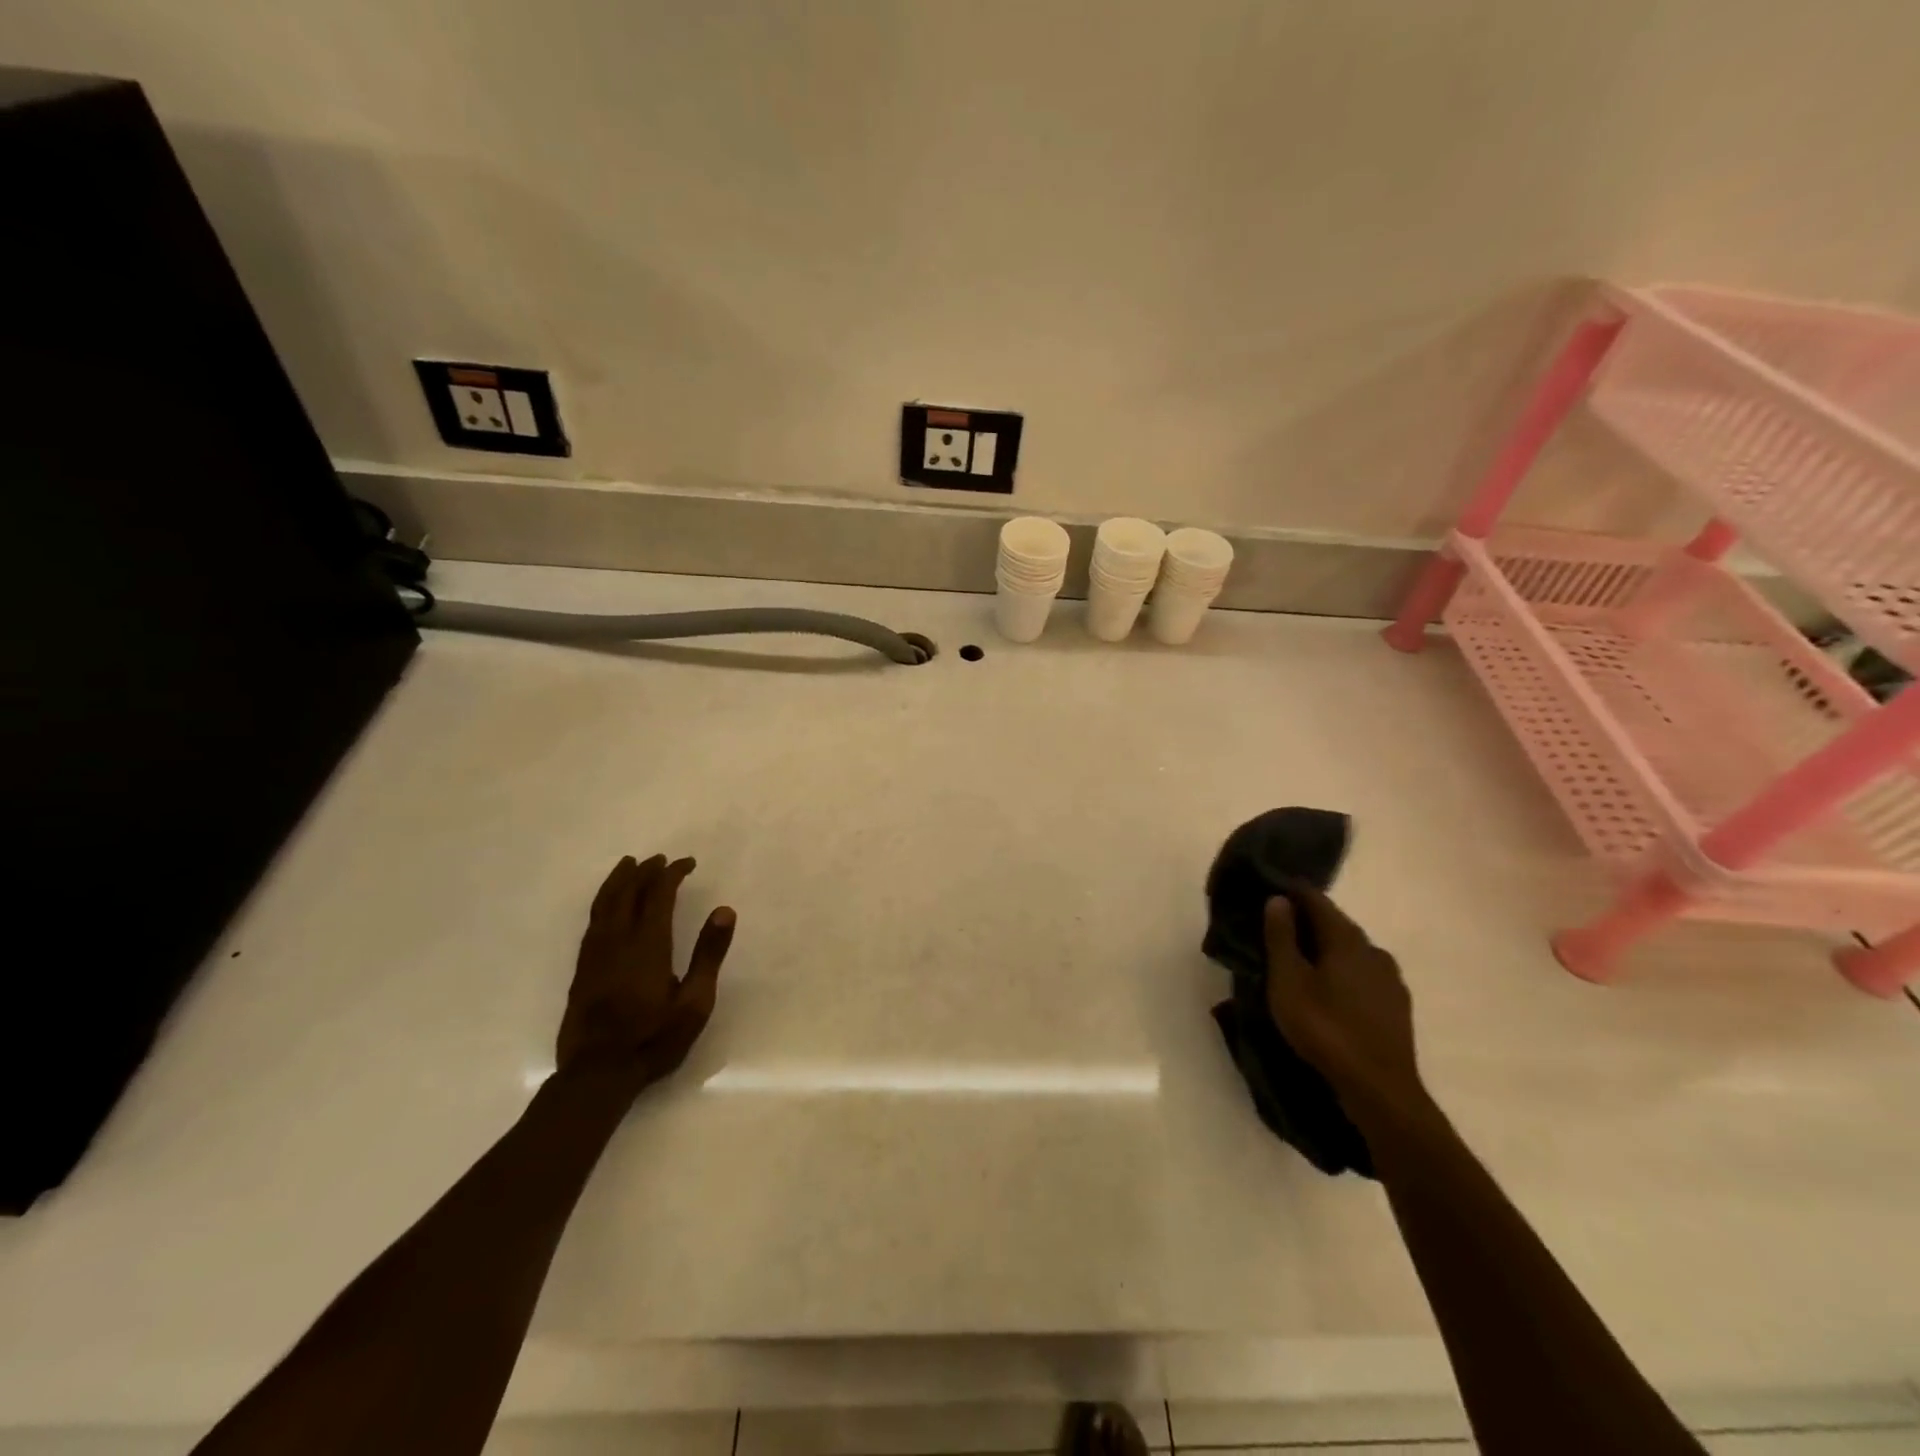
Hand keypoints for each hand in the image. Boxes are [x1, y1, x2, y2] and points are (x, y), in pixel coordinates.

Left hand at [557, 854, 734, 1088]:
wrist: (597, 1074)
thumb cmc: (654, 1039)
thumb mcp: (695, 1002)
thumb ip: (708, 954)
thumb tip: (724, 910)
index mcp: (648, 945)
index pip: (659, 895)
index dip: (672, 874)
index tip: (687, 863)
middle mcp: (617, 941)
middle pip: (628, 894)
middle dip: (645, 872)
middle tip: (660, 859)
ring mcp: (595, 955)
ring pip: (604, 905)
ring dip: (619, 881)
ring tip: (628, 865)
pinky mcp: (581, 970)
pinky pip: (592, 922)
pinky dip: (602, 903)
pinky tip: (607, 906)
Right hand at [1263, 884, 1430, 1128]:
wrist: (1380, 1090)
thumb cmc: (1325, 1028)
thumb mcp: (1288, 981)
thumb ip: (1281, 937)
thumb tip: (1278, 899)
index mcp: (1346, 938)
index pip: (1315, 900)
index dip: (1290, 891)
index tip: (1267, 889)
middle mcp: (1373, 950)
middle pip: (1335, 925)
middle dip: (1306, 922)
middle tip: (1275, 929)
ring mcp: (1390, 979)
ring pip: (1350, 951)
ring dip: (1325, 950)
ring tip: (1298, 963)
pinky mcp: (1396, 1006)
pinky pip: (1362, 975)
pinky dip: (1341, 973)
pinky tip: (1327, 991)